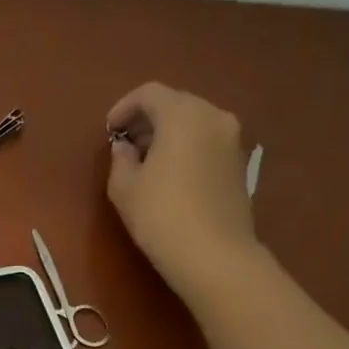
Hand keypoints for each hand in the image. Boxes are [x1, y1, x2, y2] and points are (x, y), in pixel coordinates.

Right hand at [105, 84, 259, 298]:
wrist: (215, 255)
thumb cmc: (161, 215)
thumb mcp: (124, 187)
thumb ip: (121, 159)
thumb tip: (126, 148)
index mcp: (183, 115)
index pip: (149, 93)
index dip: (124, 108)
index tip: (109, 132)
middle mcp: (214, 117)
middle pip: (175, 103)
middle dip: (147, 119)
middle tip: (125, 145)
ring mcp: (232, 140)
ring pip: (194, 122)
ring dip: (168, 133)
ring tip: (145, 161)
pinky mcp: (240, 163)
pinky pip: (207, 141)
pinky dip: (186, 147)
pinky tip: (170, 175)